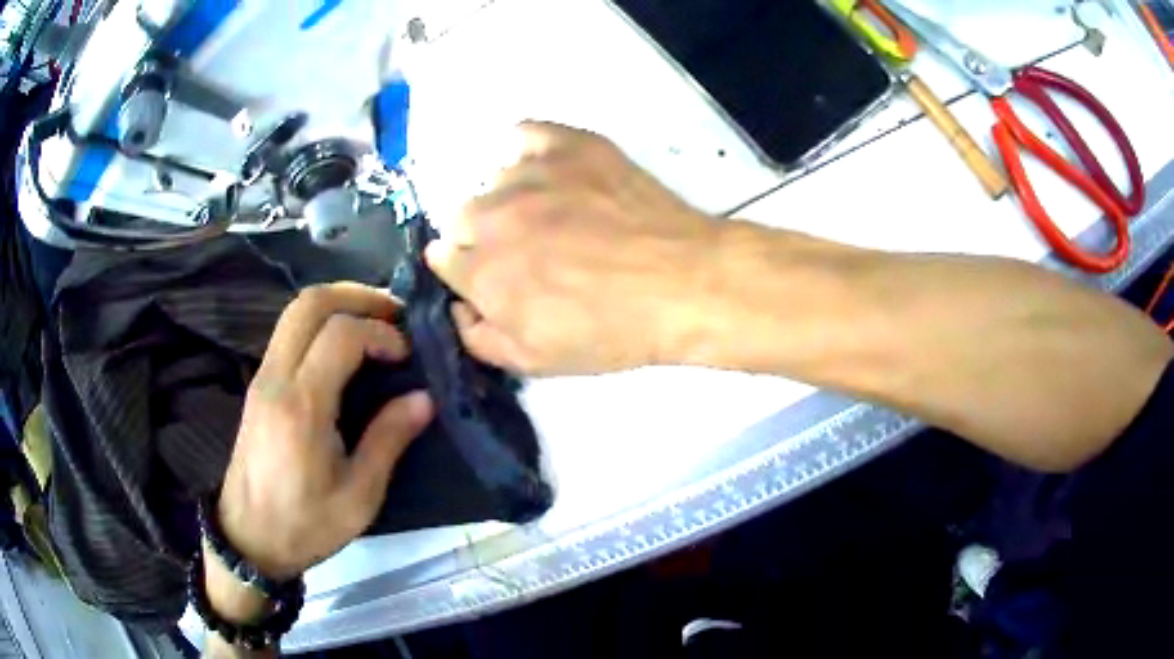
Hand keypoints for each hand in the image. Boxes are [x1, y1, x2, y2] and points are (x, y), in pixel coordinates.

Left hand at [215, 283, 434, 581]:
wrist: (249, 538)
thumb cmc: (306, 524)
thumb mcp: (359, 495)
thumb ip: (389, 440)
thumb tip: (425, 398)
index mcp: (302, 406)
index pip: (341, 334)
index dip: (381, 332)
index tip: (407, 355)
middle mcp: (276, 378)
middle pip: (310, 303)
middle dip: (358, 296)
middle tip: (395, 313)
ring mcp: (262, 377)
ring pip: (296, 311)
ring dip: (338, 304)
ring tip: (375, 323)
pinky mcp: (259, 384)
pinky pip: (289, 331)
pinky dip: (321, 322)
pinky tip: (345, 348)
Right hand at [425, 121, 720, 375]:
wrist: (685, 283)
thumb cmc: (615, 330)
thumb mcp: (537, 362)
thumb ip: (478, 339)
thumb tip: (456, 307)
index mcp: (481, 272)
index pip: (442, 258)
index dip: (467, 271)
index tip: (493, 277)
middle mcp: (492, 216)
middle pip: (460, 217)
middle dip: (481, 237)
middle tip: (527, 250)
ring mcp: (529, 174)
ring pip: (493, 180)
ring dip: (509, 199)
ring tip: (555, 215)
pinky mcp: (567, 145)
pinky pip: (522, 136)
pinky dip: (526, 153)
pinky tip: (548, 173)